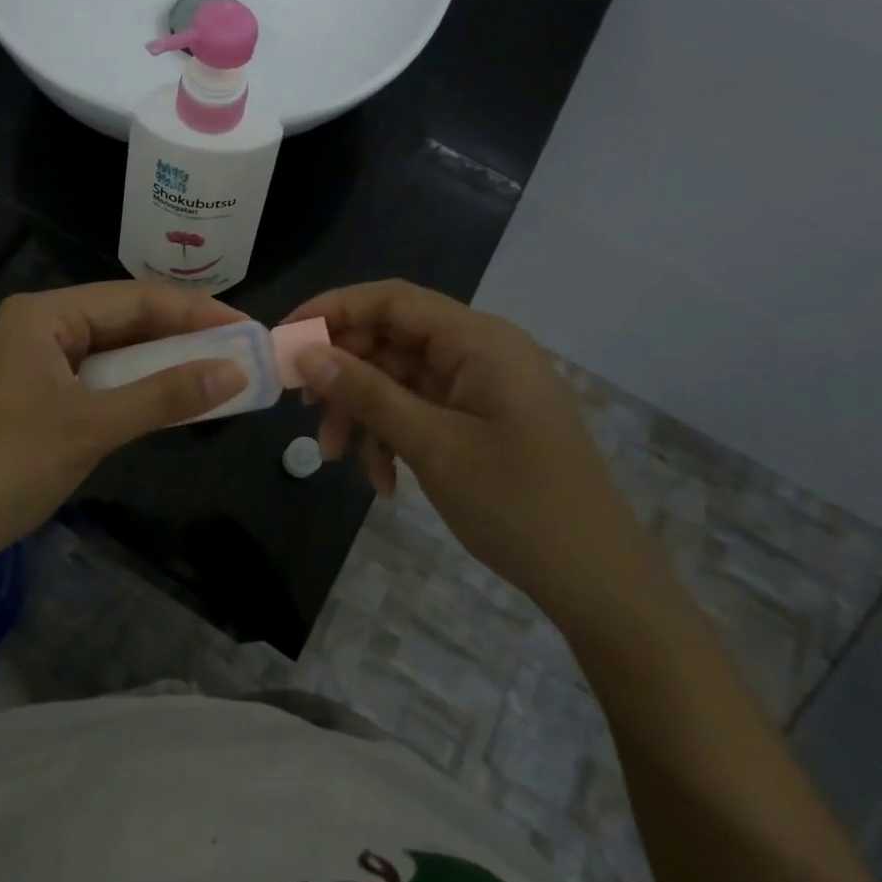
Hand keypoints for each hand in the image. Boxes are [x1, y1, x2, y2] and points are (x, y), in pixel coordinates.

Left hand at [0, 282, 247, 566]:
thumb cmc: (8, 467)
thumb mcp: (93, 426)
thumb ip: (165, 395)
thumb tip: (236, 371)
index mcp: (44, 313)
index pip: (135, 298)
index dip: (195, 310)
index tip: (248, 327)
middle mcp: (38, 324)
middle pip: (124, 319)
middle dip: (182, 336)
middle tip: (241, 351)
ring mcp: (34, 360)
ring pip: (112, 350)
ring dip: (160, 363)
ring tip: (217, 371)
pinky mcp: (34, 392)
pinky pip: (96, 377)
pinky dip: (133, 387)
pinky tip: (167, 397)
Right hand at [285, 280, 660, 623]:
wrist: (598, 582)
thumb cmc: (518, 504)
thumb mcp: (432, 444)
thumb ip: (366, 392)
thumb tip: (305, 354)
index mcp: (478, 339)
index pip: (391, 300)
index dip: (332, 310)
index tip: (284, 338)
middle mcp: (479, 351)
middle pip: (390, 339)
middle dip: (344, 373)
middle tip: (304, 407)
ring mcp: (480, 386)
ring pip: (398, 379)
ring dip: (363, 412)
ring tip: (337, 457)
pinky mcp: (479, 418)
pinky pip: (419, 410)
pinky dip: (392, 436)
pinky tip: (384, 482)